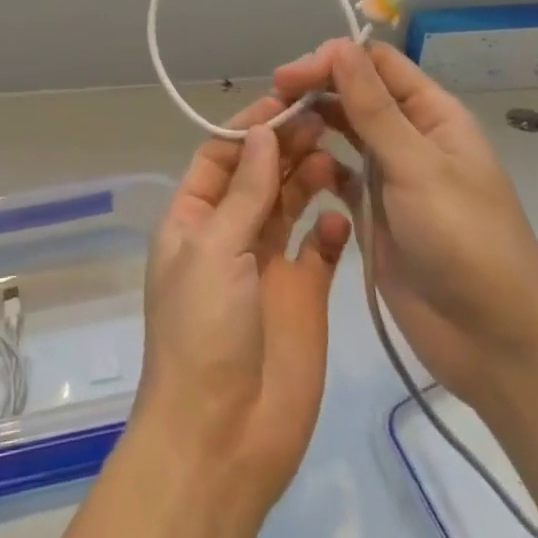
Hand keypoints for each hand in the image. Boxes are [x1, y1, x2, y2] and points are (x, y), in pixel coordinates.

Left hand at [132, 96, 352, 516]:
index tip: (286, 98)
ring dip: (309, 174)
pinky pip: (320, 246)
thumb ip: (244, 190)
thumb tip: (262, 131)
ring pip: (290, 201)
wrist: (222, 438)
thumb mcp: (215, 249)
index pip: (222, 155)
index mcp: (194, 217)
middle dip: (286, 143)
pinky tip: (343, 214)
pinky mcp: (303, 293)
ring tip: (336, 150)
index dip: (250, 126)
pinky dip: (331, 226)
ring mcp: (268, 262)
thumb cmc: (204, 331)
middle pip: (260, 173)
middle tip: (322, 115)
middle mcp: (230, 232)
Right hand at [275, 40, 537, 406]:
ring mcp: (390, 175)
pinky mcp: (373, 212)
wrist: (496, 344)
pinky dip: (315, 164)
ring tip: (273, 125)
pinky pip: (338, 173)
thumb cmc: (465, 240)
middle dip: (316, 88)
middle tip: (273, 98)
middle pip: (356, 93)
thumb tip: (340, 45)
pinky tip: (291, 165)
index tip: (291, 74)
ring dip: (312, 122)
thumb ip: (374, 107)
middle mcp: (410, 136)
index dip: (335, 60)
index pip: (377, 65)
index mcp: (432, 114)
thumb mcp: (418, 166)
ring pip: (343, 130)